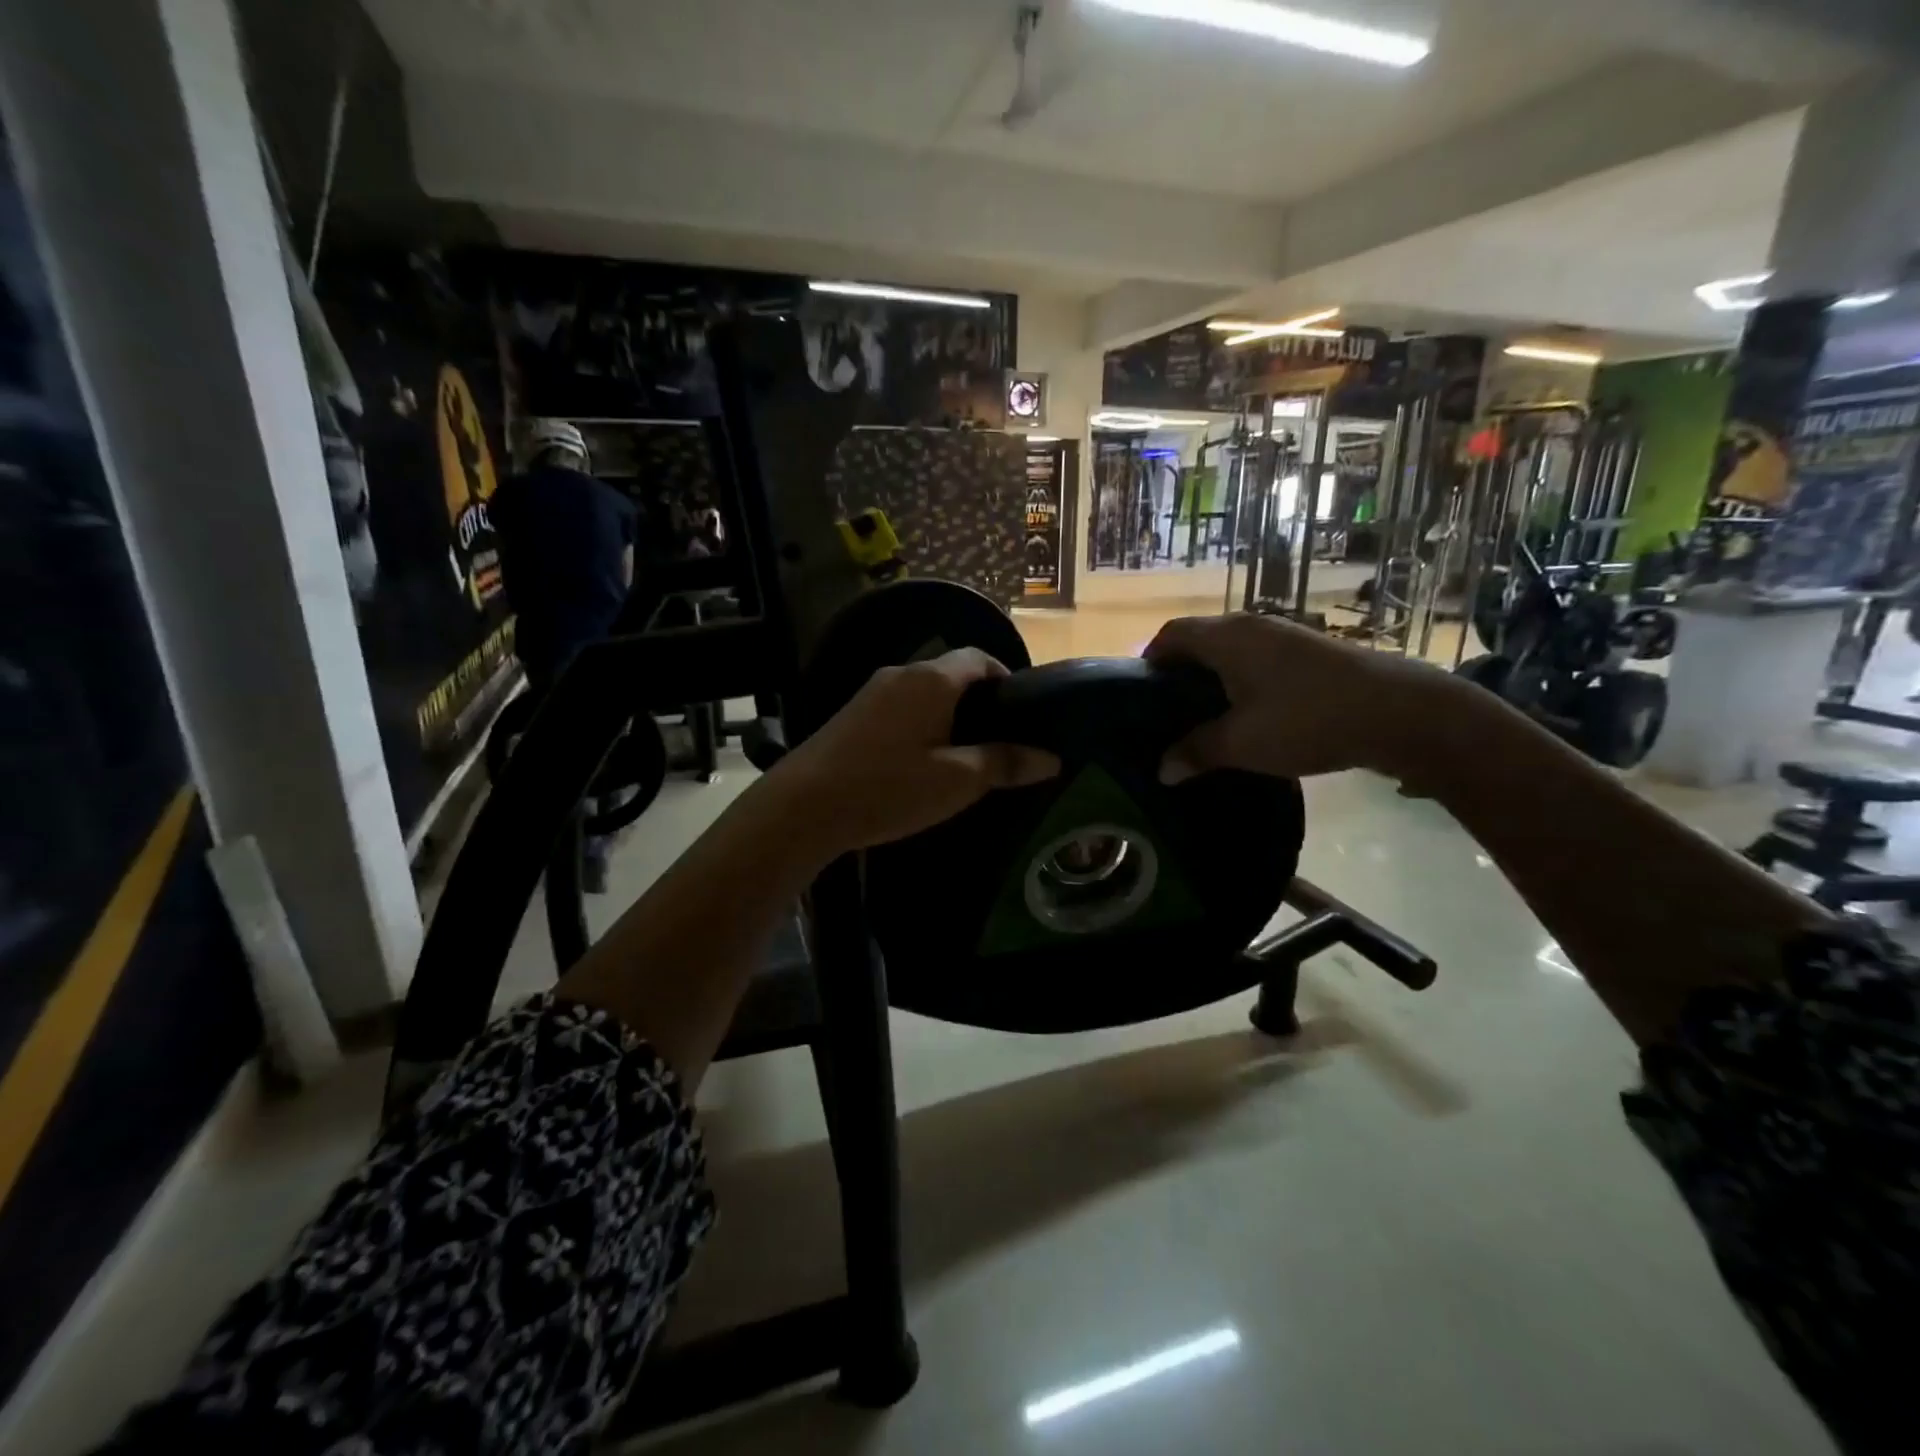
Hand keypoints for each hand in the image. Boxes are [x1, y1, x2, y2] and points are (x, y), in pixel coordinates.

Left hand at [775, 648, 1059, 852]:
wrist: (803, 806)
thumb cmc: (889, 787)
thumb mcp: (957, 781)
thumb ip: (1004, 763)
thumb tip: (1050, 758)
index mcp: (931, 679)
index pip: (979, 657)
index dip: (1005, 678)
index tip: (1021, 714)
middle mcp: (900, 674)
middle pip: (950, 674)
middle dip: (978, 701)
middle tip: (997, 741)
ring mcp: (870, 692)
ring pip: (923, 693)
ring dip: (946, 715)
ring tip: (962, 756)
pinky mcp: (850, 715)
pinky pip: (898, 708)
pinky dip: (919, 725)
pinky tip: (919, 763)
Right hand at [1145, 613, 1446, 782]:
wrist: (1399, 712)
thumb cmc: (1306, 720)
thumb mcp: (1242, 744)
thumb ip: (1196, 752)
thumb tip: (1162, 770)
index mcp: (1226, 638)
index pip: (1171, 634)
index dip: (1150, 659)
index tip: (1140, 693)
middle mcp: (1251, 626)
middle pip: (1200, 639)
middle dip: (1180, 671)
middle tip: (1168, 711)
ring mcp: (1285, 635)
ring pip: (1232, 650)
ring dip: (1213, 676)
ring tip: (1205, 716)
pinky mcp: (1311, 652)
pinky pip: (1259, 659)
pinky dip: (1242, 680)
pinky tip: (1249, 714)